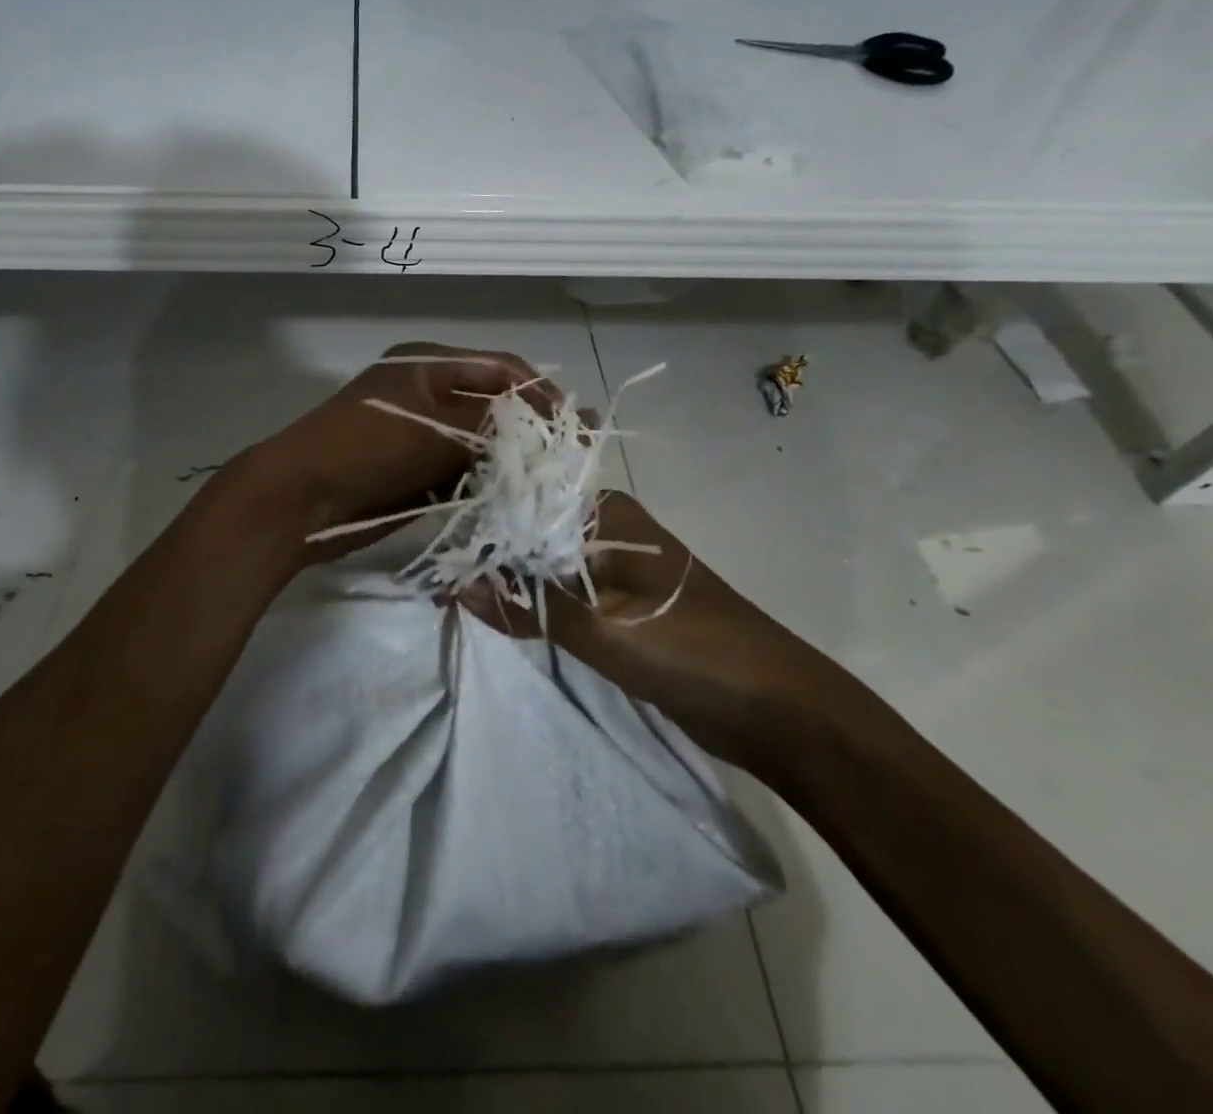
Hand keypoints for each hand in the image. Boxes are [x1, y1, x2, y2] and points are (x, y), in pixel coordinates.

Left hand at [231, 341, 552, 565]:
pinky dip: (486, 485)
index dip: (541, 393)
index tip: (576, 424)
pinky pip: (463, 474)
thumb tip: (551, 427)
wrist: (301, 499)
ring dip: (512, 461)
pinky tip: (516, 499)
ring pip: (481, 444)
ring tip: (553, 481)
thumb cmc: (368, 448)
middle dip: (531, 430)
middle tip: (571, 457)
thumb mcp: (436, 427)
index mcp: (428, 364)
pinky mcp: (415, 473)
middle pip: (493, 405)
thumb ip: (495, 425)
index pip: (500, 368)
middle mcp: (427, 393)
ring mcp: (420, 435)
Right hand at [461, 491, 842, 769]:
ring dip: (506, 579)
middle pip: (530, 531)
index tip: (433, 548)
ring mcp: (613, 566)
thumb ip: (529, 605)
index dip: (479, 523)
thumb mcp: (603, 629)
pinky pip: (561, 593)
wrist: (779, 710)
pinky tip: (495, 610)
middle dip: (487, 553)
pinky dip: (531, 602)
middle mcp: (607, 529)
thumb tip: (457, 585)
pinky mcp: (618, 603)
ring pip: (542, 564)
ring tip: (451, 592)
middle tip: (433, 577)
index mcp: (607, 513)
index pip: (525, 502)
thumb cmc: (692, 651)